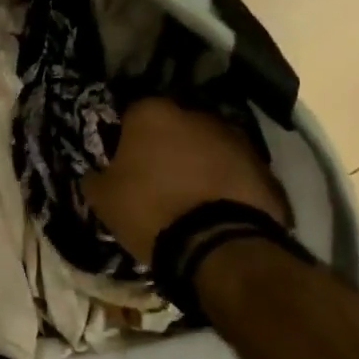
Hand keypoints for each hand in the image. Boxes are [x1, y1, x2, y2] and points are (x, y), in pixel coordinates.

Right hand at [83, 98, 288, 264]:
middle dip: (166, 145)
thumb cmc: (149, 210)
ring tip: (188, 196)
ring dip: (198, 163)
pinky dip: (224, 183)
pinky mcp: (263, 167)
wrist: (217, 244)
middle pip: (174, 125)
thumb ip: (96, 177)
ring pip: (207, 146)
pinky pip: (234, 170)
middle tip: (156, 177)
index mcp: (152, 113)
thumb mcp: (103, 198)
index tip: (124, 161)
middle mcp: (196, 114)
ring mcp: (235, 139)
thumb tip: (95, 174)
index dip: (126, 138)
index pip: (132, 114)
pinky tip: (215, 208)